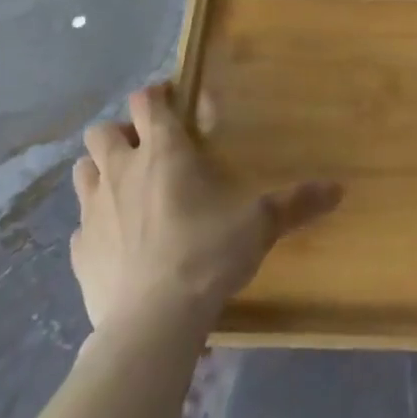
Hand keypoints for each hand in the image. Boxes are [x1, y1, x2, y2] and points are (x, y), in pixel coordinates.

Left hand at [70, 82, 343, 331]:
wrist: (153, 322)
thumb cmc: (207, 254)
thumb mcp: (259, 225)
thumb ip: (296, 203)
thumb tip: (339, 189)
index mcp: (163, 151)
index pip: (147, 101)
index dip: (156, 95)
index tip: (171, 101)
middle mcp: (121, 171)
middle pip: (103, 131)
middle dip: (120, 133)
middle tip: (147, 151)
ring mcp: (93, 211)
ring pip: (82, 171)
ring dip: (99, 172)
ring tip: (125, 190)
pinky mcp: (78, 252)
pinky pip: (80, 226)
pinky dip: (95, 226)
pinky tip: (115, 243)